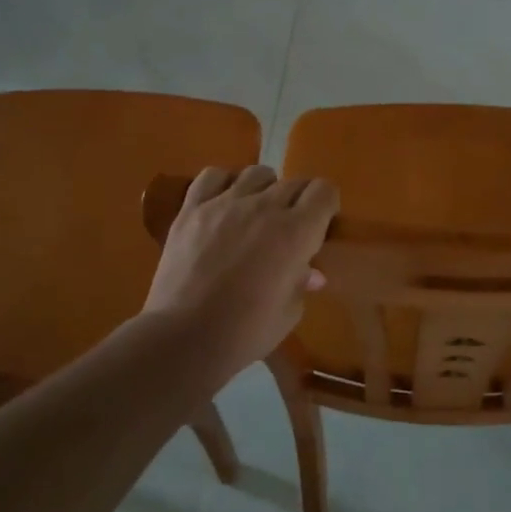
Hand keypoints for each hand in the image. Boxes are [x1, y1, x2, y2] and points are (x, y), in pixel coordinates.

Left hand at [143, 165, 338, 373]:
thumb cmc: (245, 332)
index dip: (326, 205)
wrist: (184, 338)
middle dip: (298, 202)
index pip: (324, 191)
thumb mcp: (289, 313)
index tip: (321, 223)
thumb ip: (301, 283)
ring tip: (256, 212)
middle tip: (289, 228)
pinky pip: (213, 176)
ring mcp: (225, 203)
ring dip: (264, 189)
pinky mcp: (192, 208)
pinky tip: (223, 203)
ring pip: (256, 174)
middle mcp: (264, 207)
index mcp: (296, 232)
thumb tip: (310, 272)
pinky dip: (224, 183)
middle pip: (293, 183)